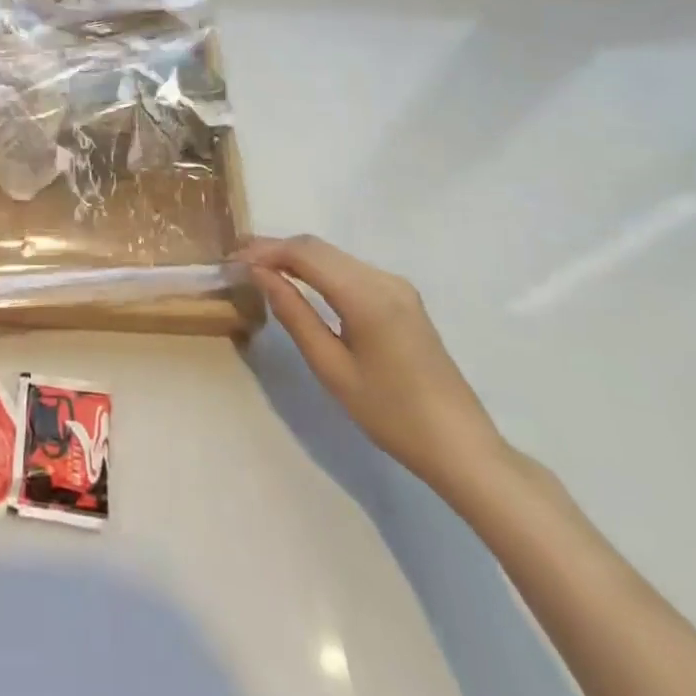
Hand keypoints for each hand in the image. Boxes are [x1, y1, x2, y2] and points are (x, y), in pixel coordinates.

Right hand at [240, 236, 503, 492]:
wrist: (462, 448)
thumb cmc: (392, 415)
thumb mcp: (332, 368)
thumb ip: (294, 314)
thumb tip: (261, 274)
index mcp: (366, 295)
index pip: (304, 254)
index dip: (265, 250)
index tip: (233, 258)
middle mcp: (383, 278)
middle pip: (318, 247)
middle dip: (276, 249)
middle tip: (239, 260)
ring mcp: (397, 286)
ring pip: (334, 255)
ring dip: (296, 257)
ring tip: (261, 269)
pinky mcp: (402, 298)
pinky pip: (350, 269)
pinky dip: (318, 269)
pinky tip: (299, 281)